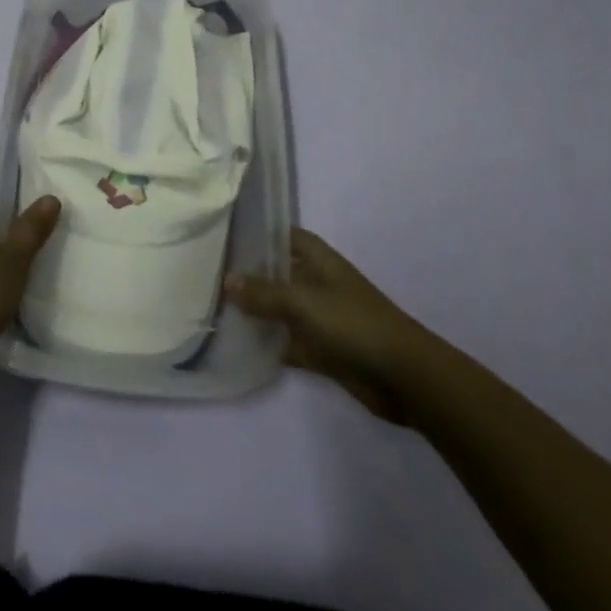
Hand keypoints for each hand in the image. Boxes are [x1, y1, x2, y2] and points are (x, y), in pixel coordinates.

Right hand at [226, 228, 450, 425]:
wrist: (404, 377)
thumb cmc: (354, 324)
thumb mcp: (303, 303)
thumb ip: (264, 293)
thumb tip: (227, 280)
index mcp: (318, 260)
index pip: (283, 236)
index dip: (258, 233)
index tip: (223, 235)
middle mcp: (317, 283)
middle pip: (277, 273)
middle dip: (248, 275)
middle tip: (206, 274)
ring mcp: (320, 318)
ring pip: (280, 309)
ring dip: (255, 312)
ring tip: (213, 308)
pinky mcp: (322, 350)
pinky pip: (288, 342)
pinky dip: (268, 345)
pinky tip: (238, 347)